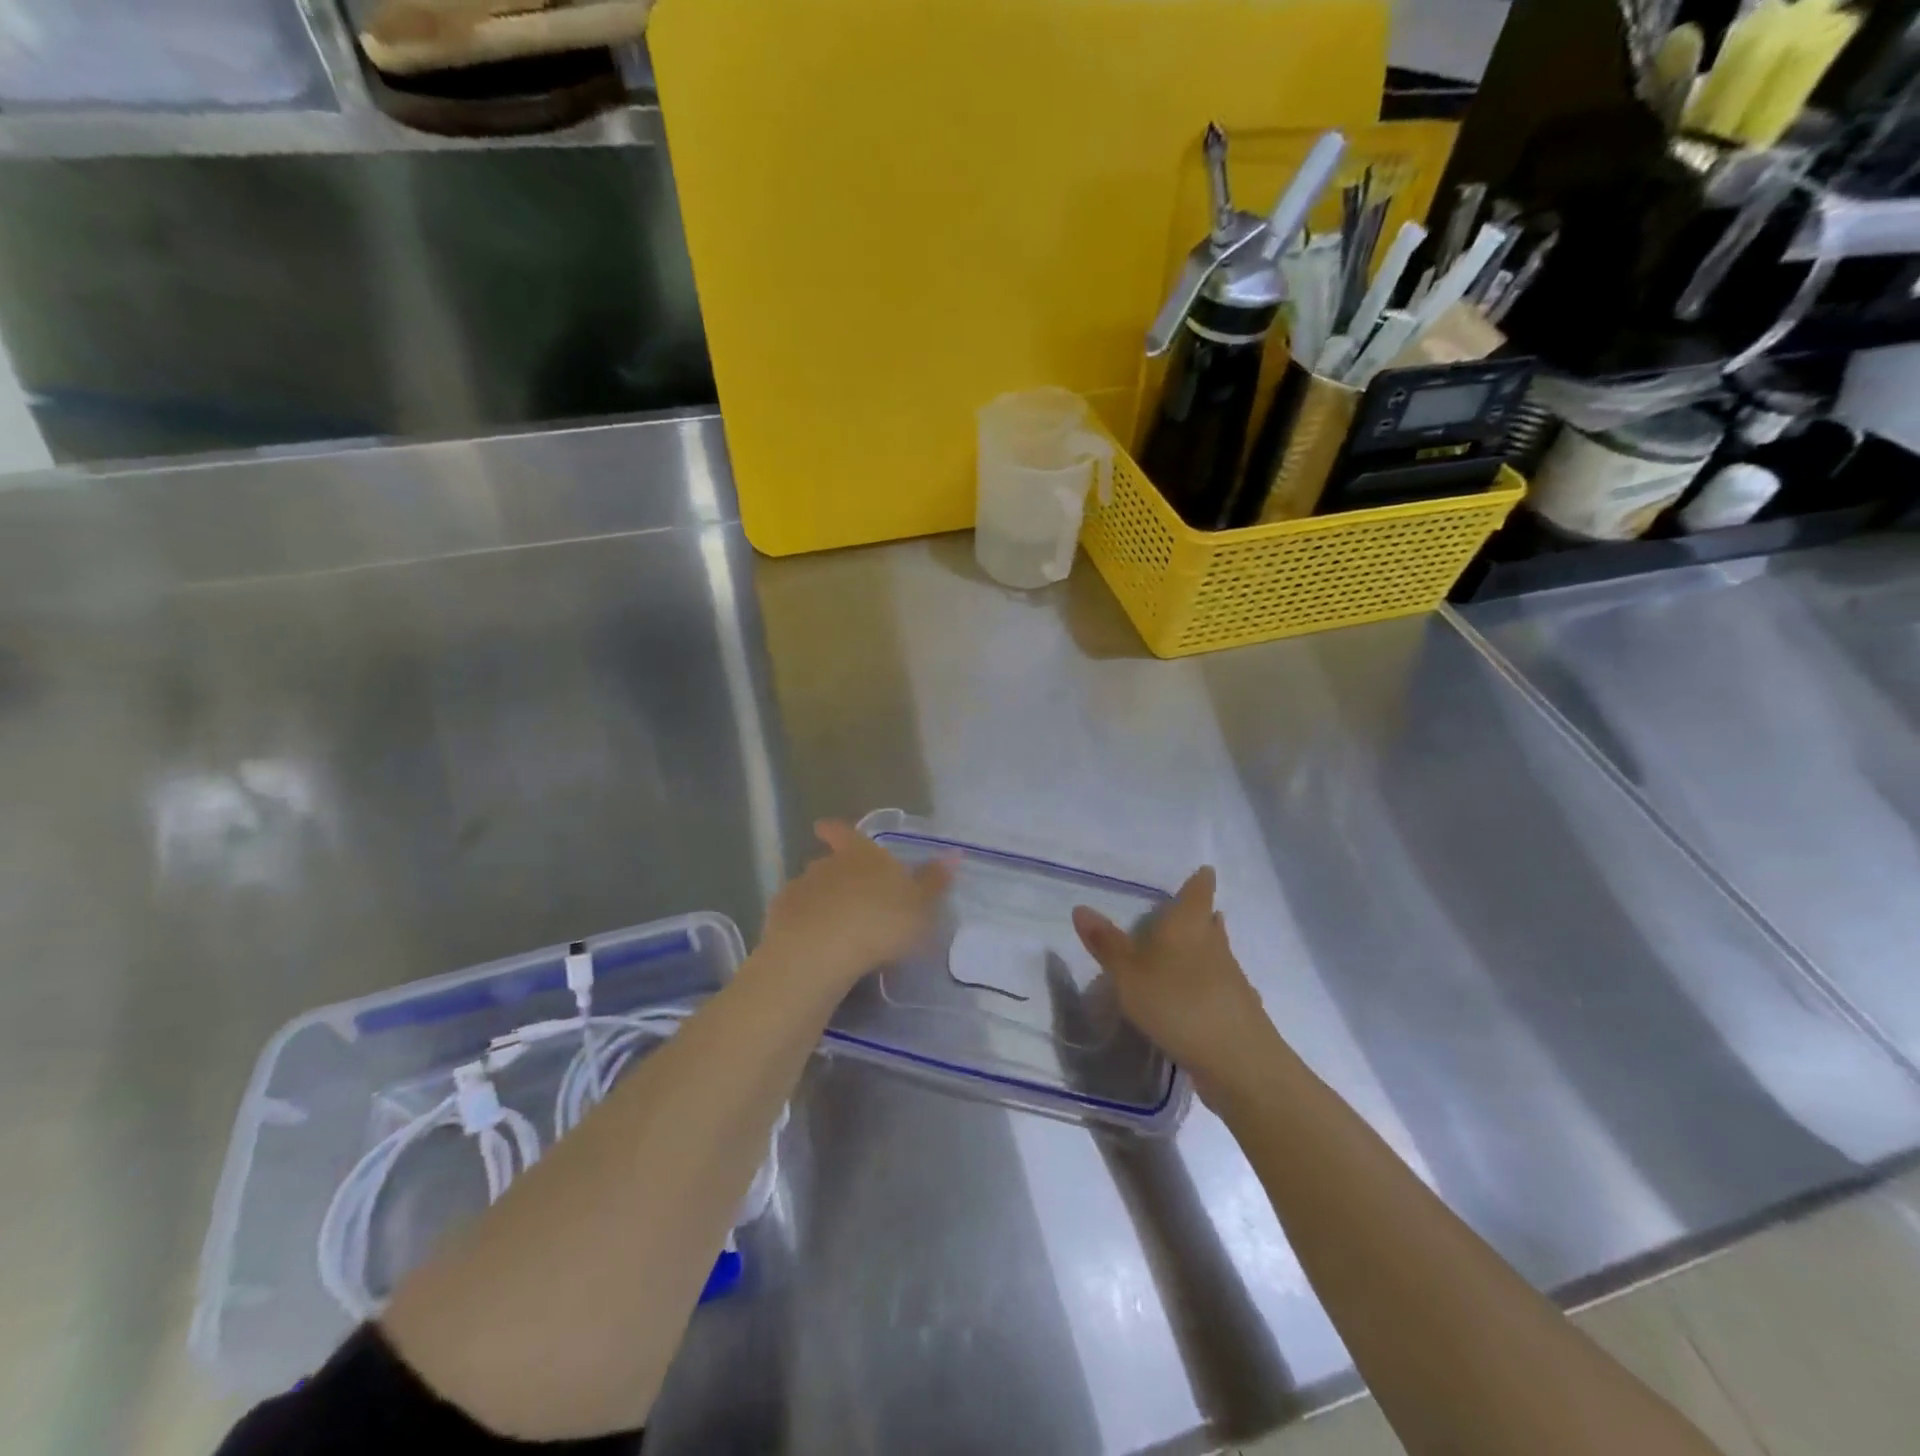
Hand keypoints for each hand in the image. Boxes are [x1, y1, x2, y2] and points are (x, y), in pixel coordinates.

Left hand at [759, 820, 953, 990]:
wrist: (822, 950)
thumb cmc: (882, 921)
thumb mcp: (920, 905)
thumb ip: (933, 881)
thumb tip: (953, 853)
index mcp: (861, 855)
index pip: (845, 833)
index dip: (837, 831)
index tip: (823, 827)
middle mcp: (826, 865)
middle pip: (827, 862)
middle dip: (834, 874)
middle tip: (849, 894)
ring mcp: (799, 890)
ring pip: (810, 890)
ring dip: (820, 903)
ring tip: (833, 927)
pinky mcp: (779, 920)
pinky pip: (794, 918)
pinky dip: (803, 927)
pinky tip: (813, 946)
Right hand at [1072, 867, 1280, 1099]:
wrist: (1237, 1061)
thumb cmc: (1177, 1003)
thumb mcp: (1128, 974)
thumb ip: (1106, 943)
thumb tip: (1081, 908)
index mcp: (1189, 925)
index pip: (1199, 891)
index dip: (1200, 880)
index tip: (1203, 871)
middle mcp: (1215, 944)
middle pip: (1210, 921)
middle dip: (1200, 915)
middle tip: (1183, 912)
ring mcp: (1231, 979)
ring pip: (1216, 953)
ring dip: (1203, 950)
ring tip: (1182, 953)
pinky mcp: (1237, 1011)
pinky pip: (1219, 987)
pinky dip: (1207, 985)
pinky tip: (1194, 999)